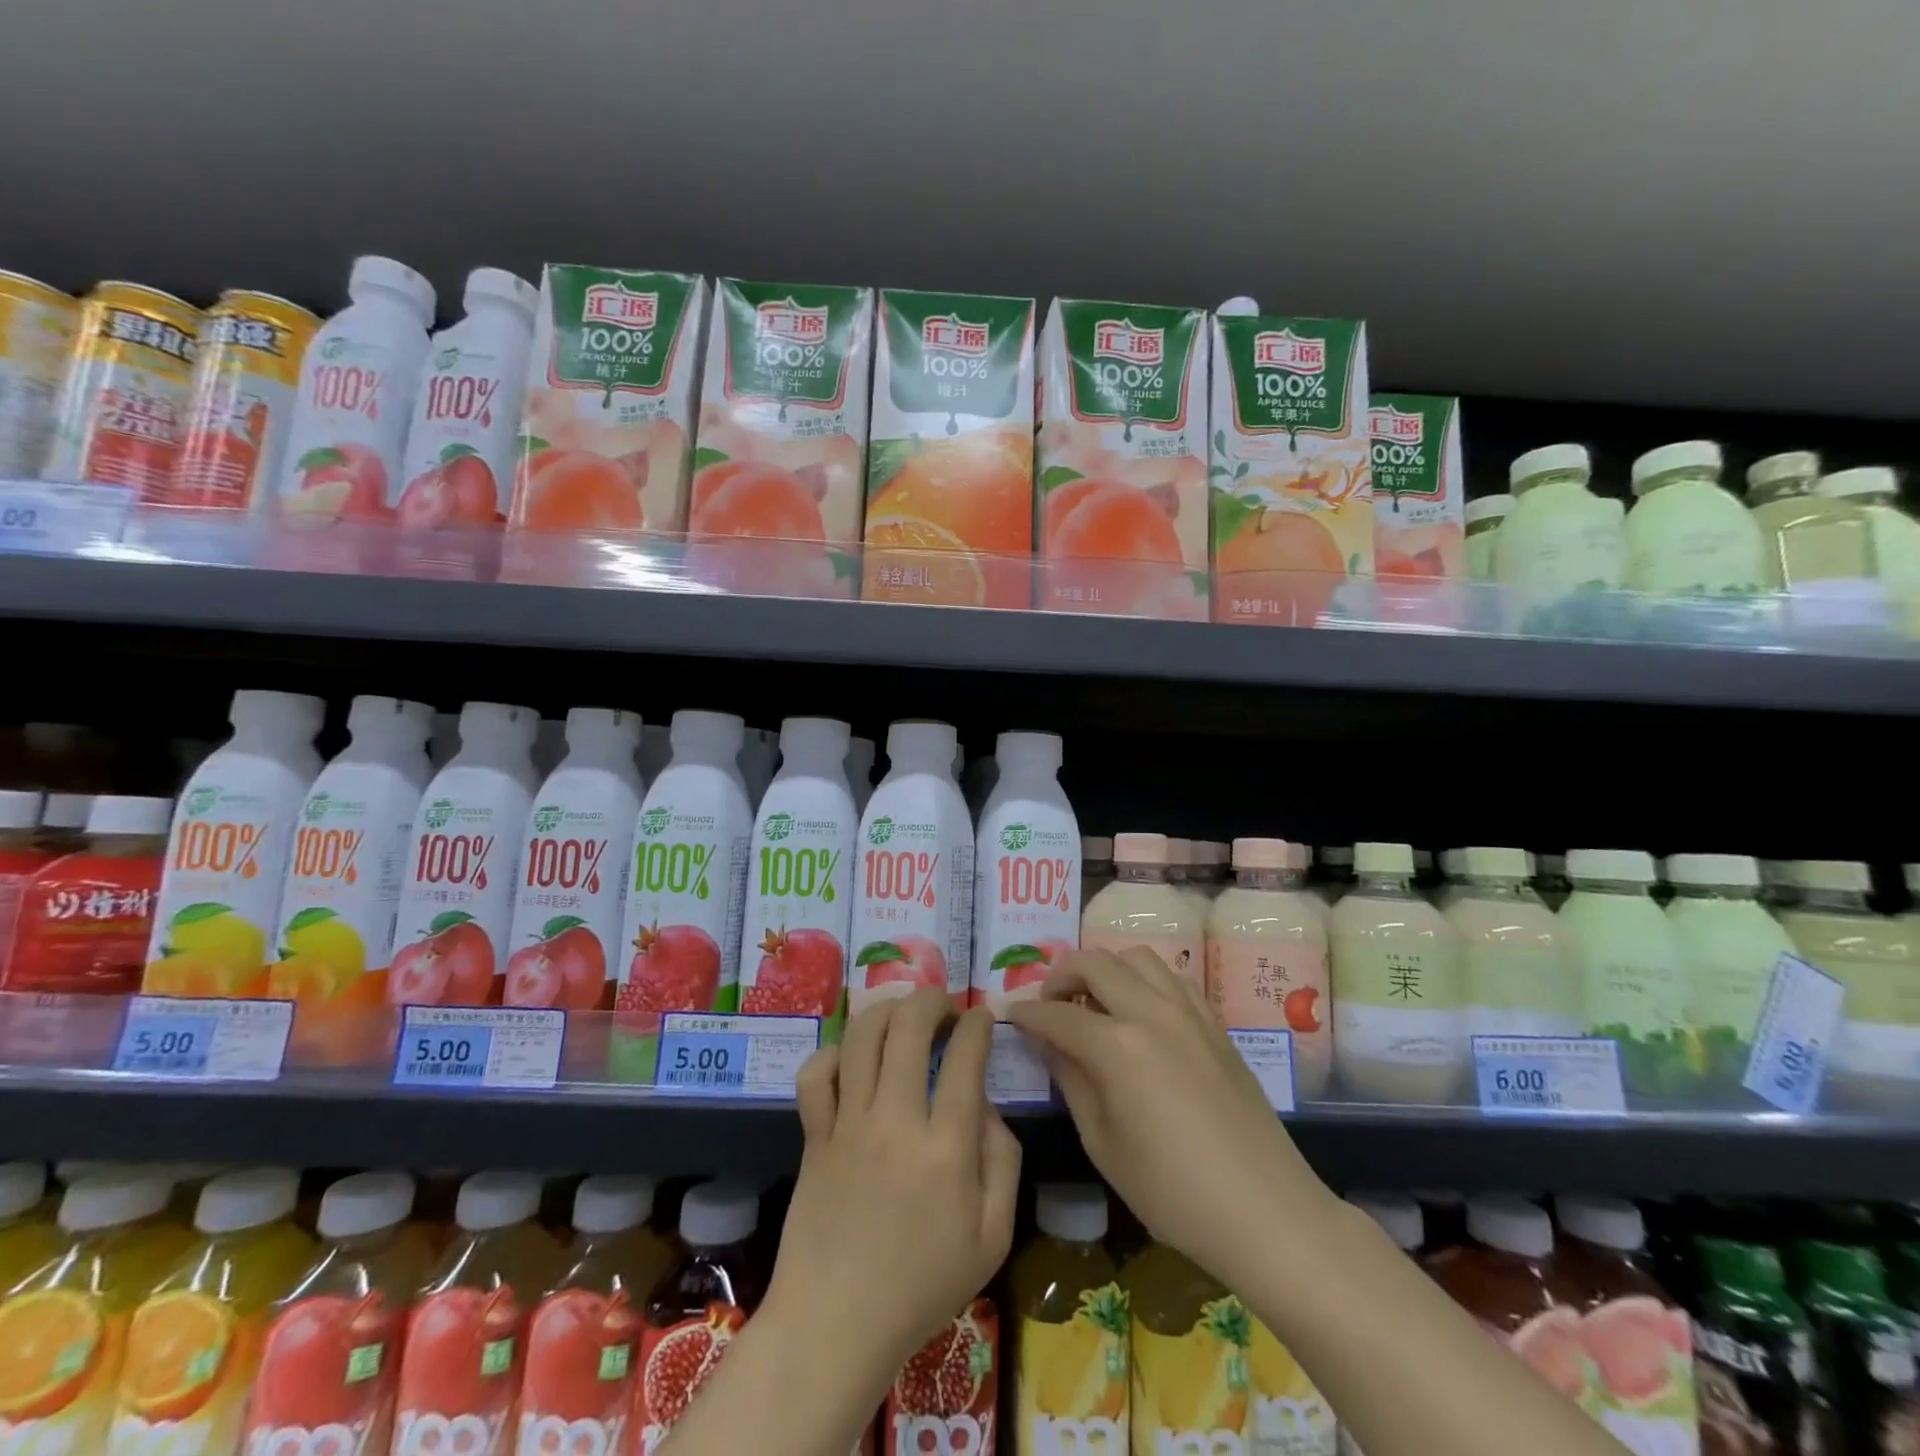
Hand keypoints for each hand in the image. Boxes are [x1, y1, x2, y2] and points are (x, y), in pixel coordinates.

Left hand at [768, 989, 1021, 1386]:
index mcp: (945, 1148)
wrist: (835, 1326)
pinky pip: (816, 1074)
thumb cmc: (921, 1287)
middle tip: (945, 1005)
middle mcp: (895, 1121)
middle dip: (932, 999)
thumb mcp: (992, 1238)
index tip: (982, 1016)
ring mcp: (848, 1124)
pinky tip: (853, 1060)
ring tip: (903, 1014)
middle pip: (908, 1026)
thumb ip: (1003, 1163)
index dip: (977, 1023)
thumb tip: (987, 1107)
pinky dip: (834, 1054)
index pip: (965, 1056)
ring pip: (863, 1036)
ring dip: (887, 1010)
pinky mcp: (815, 1135)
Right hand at [1005, 947, 1338, 1289]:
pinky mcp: (1215, 1023)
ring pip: (1136, 956)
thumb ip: (1071, 1080)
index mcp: (1117, 1046)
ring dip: (1105, 968)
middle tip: (1048, 1004)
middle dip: (1060, 974)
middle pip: (1095, 962)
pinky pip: (1171, 978)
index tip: (1006, 1012)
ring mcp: (1188, 1012)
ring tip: (1093, 1001)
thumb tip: (1047, 1042)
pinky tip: (1139, 1013)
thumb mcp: (1103, 1144)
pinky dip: (1144, 980)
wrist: (1267, 1212)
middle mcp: (1151, 1012)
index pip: (1056, 1013)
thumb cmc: (1173, 1193)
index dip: (1025, 1012)